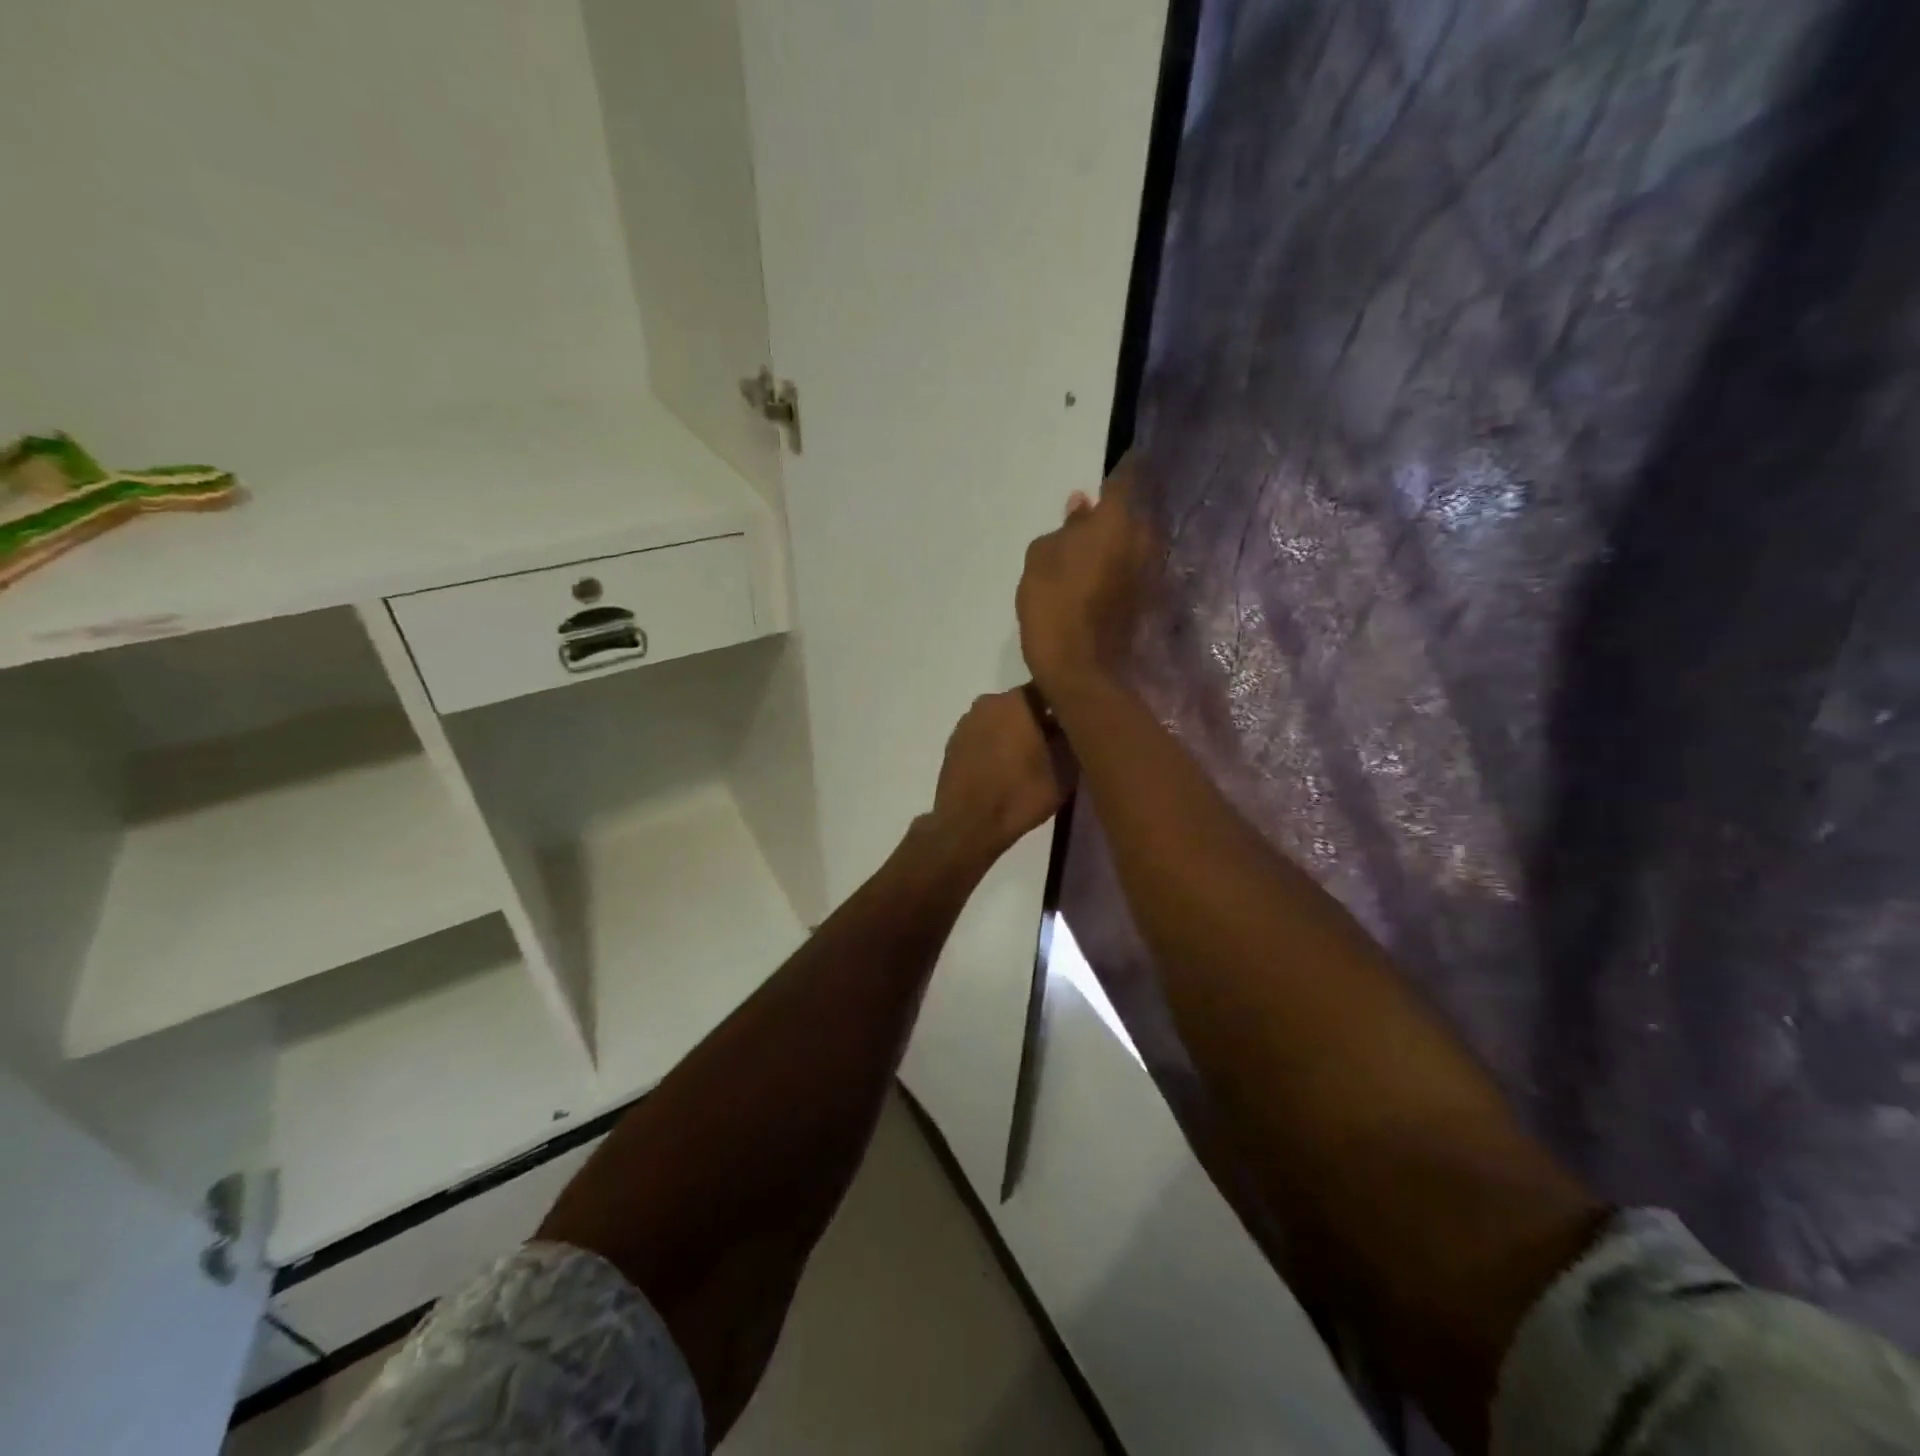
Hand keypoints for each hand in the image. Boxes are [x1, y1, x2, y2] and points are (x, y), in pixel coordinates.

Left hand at [924, 688, 1069, 868]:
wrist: (967, 825)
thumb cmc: (1021, 795)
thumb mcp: (1064, 770)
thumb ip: (1072, 739)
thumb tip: (1072, 725)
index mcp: (1017, 701)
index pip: (1049, 689)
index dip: (1065, 703)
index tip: (1076, 721)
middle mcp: (989, 702)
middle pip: (1023, 704)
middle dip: (1039, 720)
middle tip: (1055, 745)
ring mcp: (967, 722)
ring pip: (1001, 720)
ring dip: (1015, 733)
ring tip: (1029, 761)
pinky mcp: (954, 743)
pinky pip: (984, 736)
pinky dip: (995, 746)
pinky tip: (1004, 769)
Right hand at [1016, 455, 1156, 699]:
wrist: (1082, 670)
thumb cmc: (1054, 605)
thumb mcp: (1040, 558)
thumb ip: (1064, 528)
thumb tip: (1081, 507)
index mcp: (1118, 520)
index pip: (1129, 476)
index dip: (1121, 468)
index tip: (1113, 466)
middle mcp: (1145, 539)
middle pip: (1138, 510)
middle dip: (1120, 507)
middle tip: (1093, 512)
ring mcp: (1152, 573)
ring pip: (1139, 541)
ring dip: (1122, 539)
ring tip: (1094, 544)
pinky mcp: (1149, 601)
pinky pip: (1136, 568)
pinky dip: (1123, 565)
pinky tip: (1101, 574)